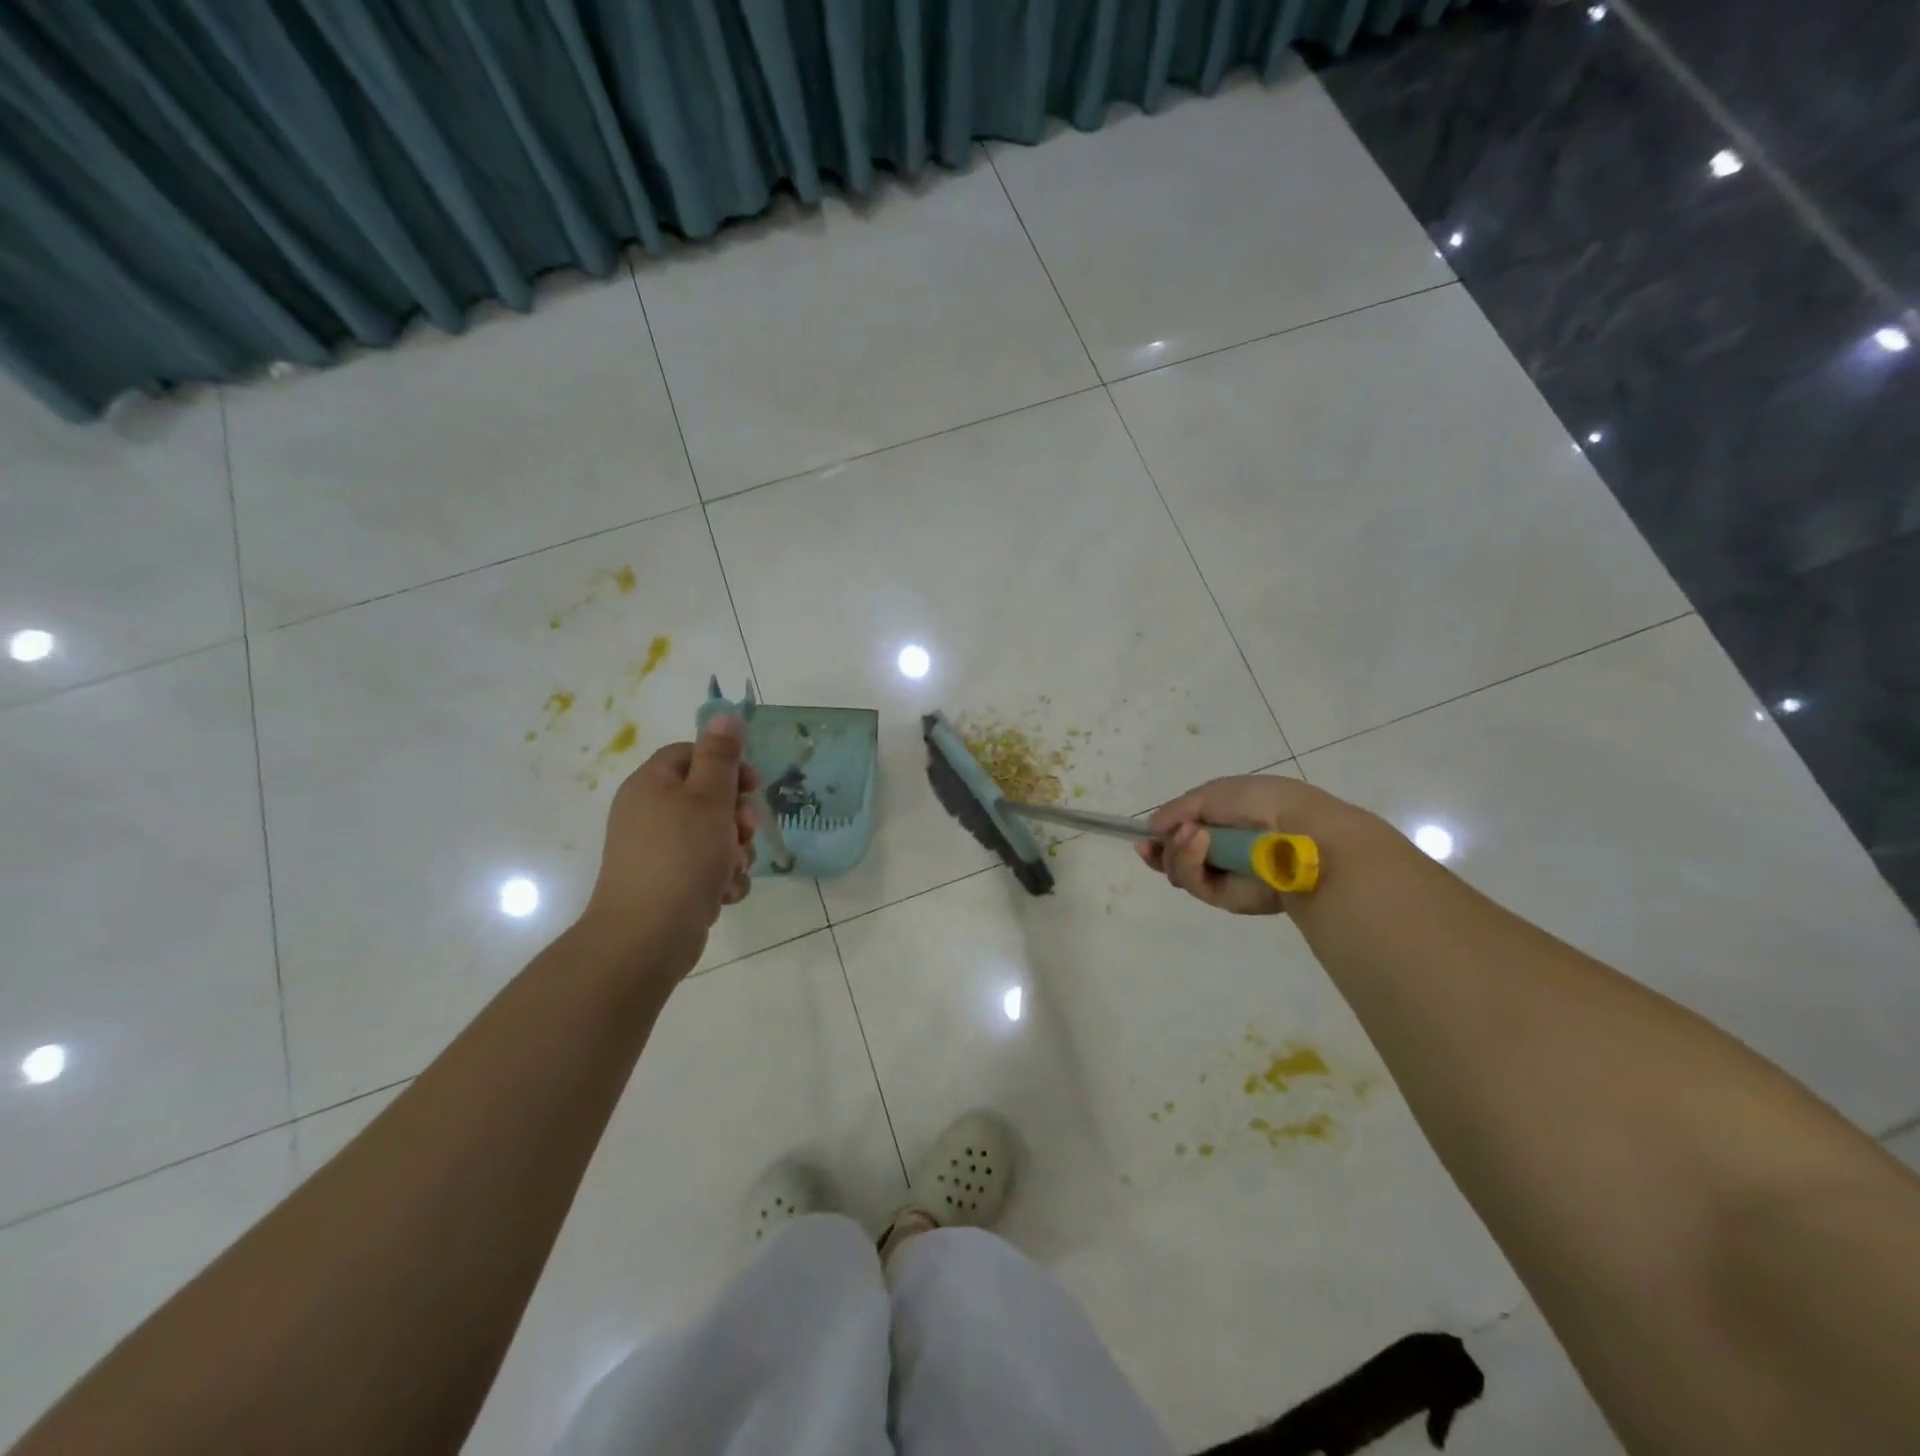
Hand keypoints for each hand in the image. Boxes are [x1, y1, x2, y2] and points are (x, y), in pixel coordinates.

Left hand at [579, 715, 758, 975]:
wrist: (647, 937)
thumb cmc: (681, 857)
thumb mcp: (708, 799)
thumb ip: (720, 756)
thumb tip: (723, 713)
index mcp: (652, 785)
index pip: (692, 754)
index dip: (727, 766)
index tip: (752, 786)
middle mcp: (649, 813)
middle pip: (707, 797)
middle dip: (737, 815)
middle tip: (746, 831)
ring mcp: (657, 851)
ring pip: (713, 836)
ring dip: (734, 851)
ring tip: (733, 869)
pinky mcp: (668, 884)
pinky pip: (705, 868)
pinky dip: (720, 878)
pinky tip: (723, 893)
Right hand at [1137, 774, 1388, 914]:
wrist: (1299, 833)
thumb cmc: (1259, 802)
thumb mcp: (1211, 793)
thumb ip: (1177, 810)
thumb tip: (1152, 828)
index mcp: (1224, 821)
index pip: (1182, 834)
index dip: (1160, 837)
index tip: (1144, 838)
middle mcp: (1222, 851)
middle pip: (1174, 859)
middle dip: (1162, 850)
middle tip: (1158, 841)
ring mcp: (1225, 876)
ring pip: (1179, 872)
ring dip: (1177, 852)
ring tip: (1193, 835)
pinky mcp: (1229, 899)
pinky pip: (1196, 885)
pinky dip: (1190, 863)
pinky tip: (1199, 844)